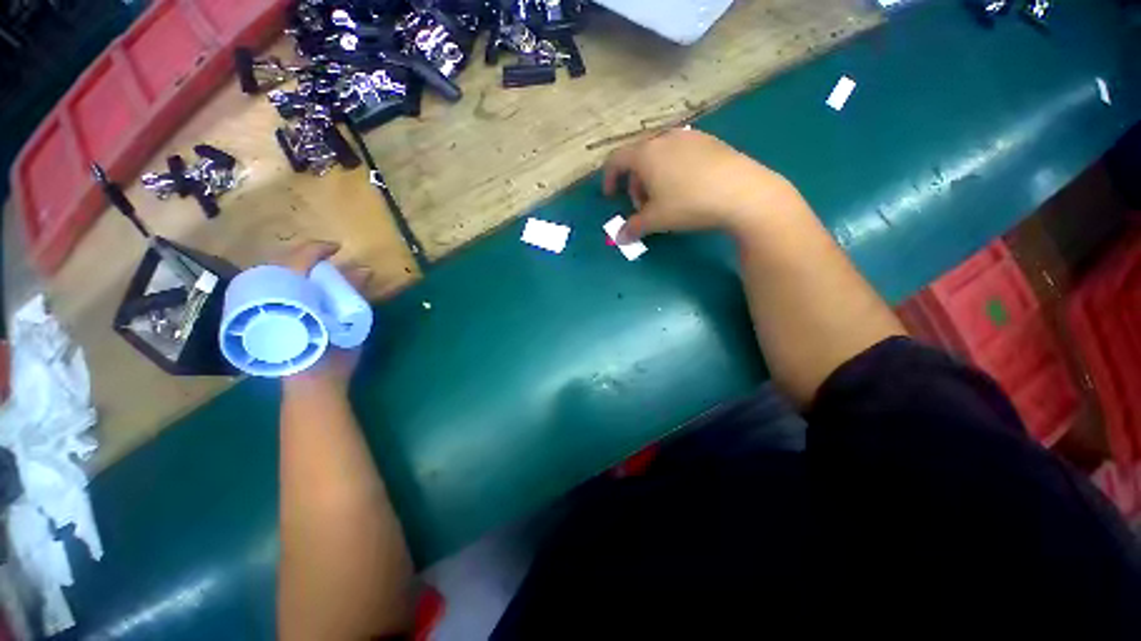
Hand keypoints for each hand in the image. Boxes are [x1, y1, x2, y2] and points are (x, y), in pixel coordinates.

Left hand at [276, 240, 372, 394]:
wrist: (312, 384)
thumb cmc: (330, 354)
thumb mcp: (347, 323)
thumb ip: (353, 295)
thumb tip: (363, 269)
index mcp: (286, 297)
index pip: (295, 261)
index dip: (315, 249)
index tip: (336, 248)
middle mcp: (270, 299)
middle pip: (284, 266)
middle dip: (308, 258)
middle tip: (330, 261)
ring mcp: (265, 310)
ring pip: (279, 278)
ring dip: (302, 270)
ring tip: (323, 273)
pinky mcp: (267, 320)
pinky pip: (278, 293)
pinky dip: (296, 285)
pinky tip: (310, 290)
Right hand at [602, 129, 803, 240]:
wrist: (742, 192)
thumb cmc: (688, 204)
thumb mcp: (655, 220)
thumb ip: (633, 228)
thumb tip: (619, 238)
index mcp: (646, 153)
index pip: (616, 160)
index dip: (609, 178)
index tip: (609, 196)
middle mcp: (665, 138)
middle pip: (638, 158)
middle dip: (634, 183)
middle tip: (642, 206)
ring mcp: (689, 136)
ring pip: (660, 155)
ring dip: (653, 177)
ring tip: (664, 199)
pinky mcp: (710, 141)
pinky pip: (680, 153)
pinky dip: (672, 169)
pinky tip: (686, 188)